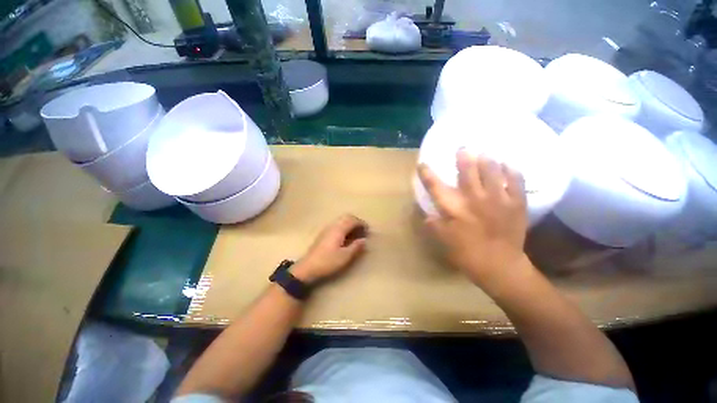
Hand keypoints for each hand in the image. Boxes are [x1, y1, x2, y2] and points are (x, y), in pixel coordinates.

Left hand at [292, 215, 368, 284]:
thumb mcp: (345, 256)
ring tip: (356, 233)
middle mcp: (332, 226)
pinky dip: (344, 227)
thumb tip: (364, 240)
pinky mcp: (323, 234)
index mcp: (338, 229)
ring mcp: (327, 229)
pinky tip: (345, 237)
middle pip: (346, 217)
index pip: (352, 220)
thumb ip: (356, 247)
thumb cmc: (328, 262)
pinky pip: (337, 225)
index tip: (368, 230)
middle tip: (363, 230)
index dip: (362, 223)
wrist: (307, 267)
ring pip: (341, 220)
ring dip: (350, 223)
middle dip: (356, 221)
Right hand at [417, 149, 529, 287]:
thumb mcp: (444, 241)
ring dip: (487, 159)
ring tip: (485, 152)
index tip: (422, 164)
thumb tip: (427, 215)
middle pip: (467, 172)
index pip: (436, 187)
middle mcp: (475, 200)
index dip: (427, 174)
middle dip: (463, 157)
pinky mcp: (516, 204)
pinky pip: (516, 182)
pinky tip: (509, 165)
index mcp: (455, 210)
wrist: (501, 266)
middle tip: (463, 147)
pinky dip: (512, 171)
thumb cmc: (467, 254)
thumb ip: (434, 225)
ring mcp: (498, 200)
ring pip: (493, 172)